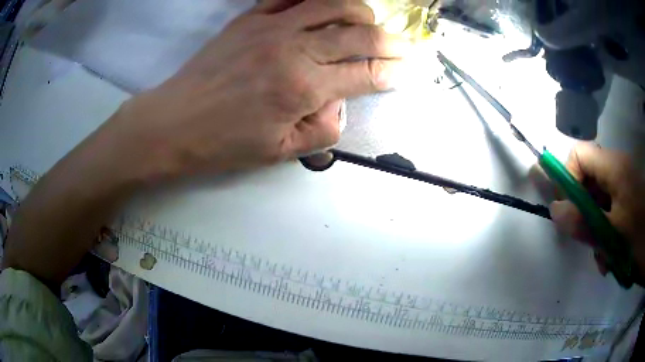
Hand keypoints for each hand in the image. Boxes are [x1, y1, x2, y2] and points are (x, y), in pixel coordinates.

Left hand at [107, 0, 407, 180]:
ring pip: (333, 4)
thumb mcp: (279, 153)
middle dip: (390, 41)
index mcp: (302, 88)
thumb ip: (322, 129)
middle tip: (403, 47)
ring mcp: (270, 27)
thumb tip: (340, 103)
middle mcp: (293, 49)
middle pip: (359, 34)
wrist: (174, 122)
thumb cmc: (222, 143)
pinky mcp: (250, 18)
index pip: (366, 74)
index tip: (406, 72)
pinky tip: (326, 5)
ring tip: (370, 23)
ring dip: (361, 12)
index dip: (393, 72)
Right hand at [549, 142, 644, 280]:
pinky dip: (605, 228)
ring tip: (601, 252)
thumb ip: (583, 222)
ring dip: (595, 225)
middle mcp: (616, 168)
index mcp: (613, 167)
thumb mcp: (612, 234)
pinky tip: (609, 251)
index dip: (568, 178)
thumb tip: (555, 211)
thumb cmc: (638, 235)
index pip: (578, 155)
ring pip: (598, 198)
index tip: (568, 209)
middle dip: (582, 209)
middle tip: (585, 237)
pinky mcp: (626, 197)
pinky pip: (609, 207)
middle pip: (587, 178)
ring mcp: (622, 183)